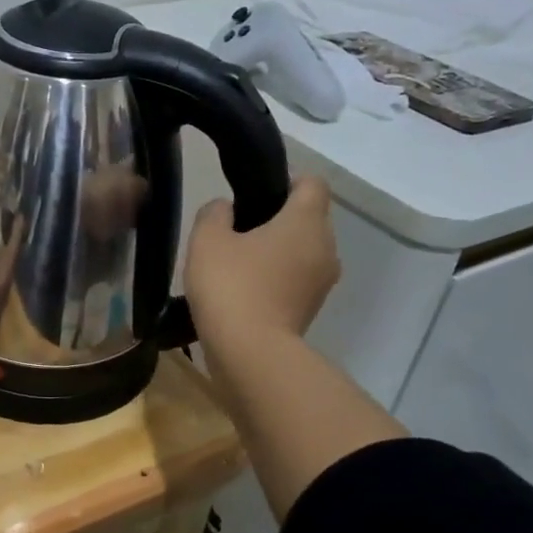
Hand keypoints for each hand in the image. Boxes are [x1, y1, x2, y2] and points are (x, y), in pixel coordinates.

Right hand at [184, 176, 339, 344]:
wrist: (250, 353)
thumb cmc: (231, 285)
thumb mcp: (207, 239)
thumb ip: (215, 212)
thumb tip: (226, 209)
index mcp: (306, 221)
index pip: (312, 183)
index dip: (285, 180)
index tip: (253, 192)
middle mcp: (325, 247)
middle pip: (308, 218)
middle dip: (276, 218)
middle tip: (236, 228)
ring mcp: (322, 282)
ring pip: (302, 251)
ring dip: (276, 251)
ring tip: (236, 262)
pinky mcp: (312, 309)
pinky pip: (296, 279)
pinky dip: (276, 277)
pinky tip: (243, 289)